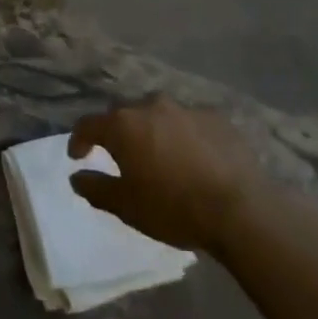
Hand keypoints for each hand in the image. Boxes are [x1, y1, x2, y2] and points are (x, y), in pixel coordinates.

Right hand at [68, 99, 268, 253]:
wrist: (242, 211)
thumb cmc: (174, 208)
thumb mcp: (127, 207)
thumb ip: (96, 188)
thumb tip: (76, 176)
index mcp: (123, 125)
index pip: (88, 125)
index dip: (79, 140)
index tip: (78, 157)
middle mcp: (150, 107)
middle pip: (124, 115)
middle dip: (118, 133)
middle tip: (123, 157)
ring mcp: (186, 109)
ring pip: (159, 115)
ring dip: (154, 131)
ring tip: (162, 155)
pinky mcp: (217, 118)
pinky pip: (191, 123)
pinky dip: (185, 136)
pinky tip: (196, 158)